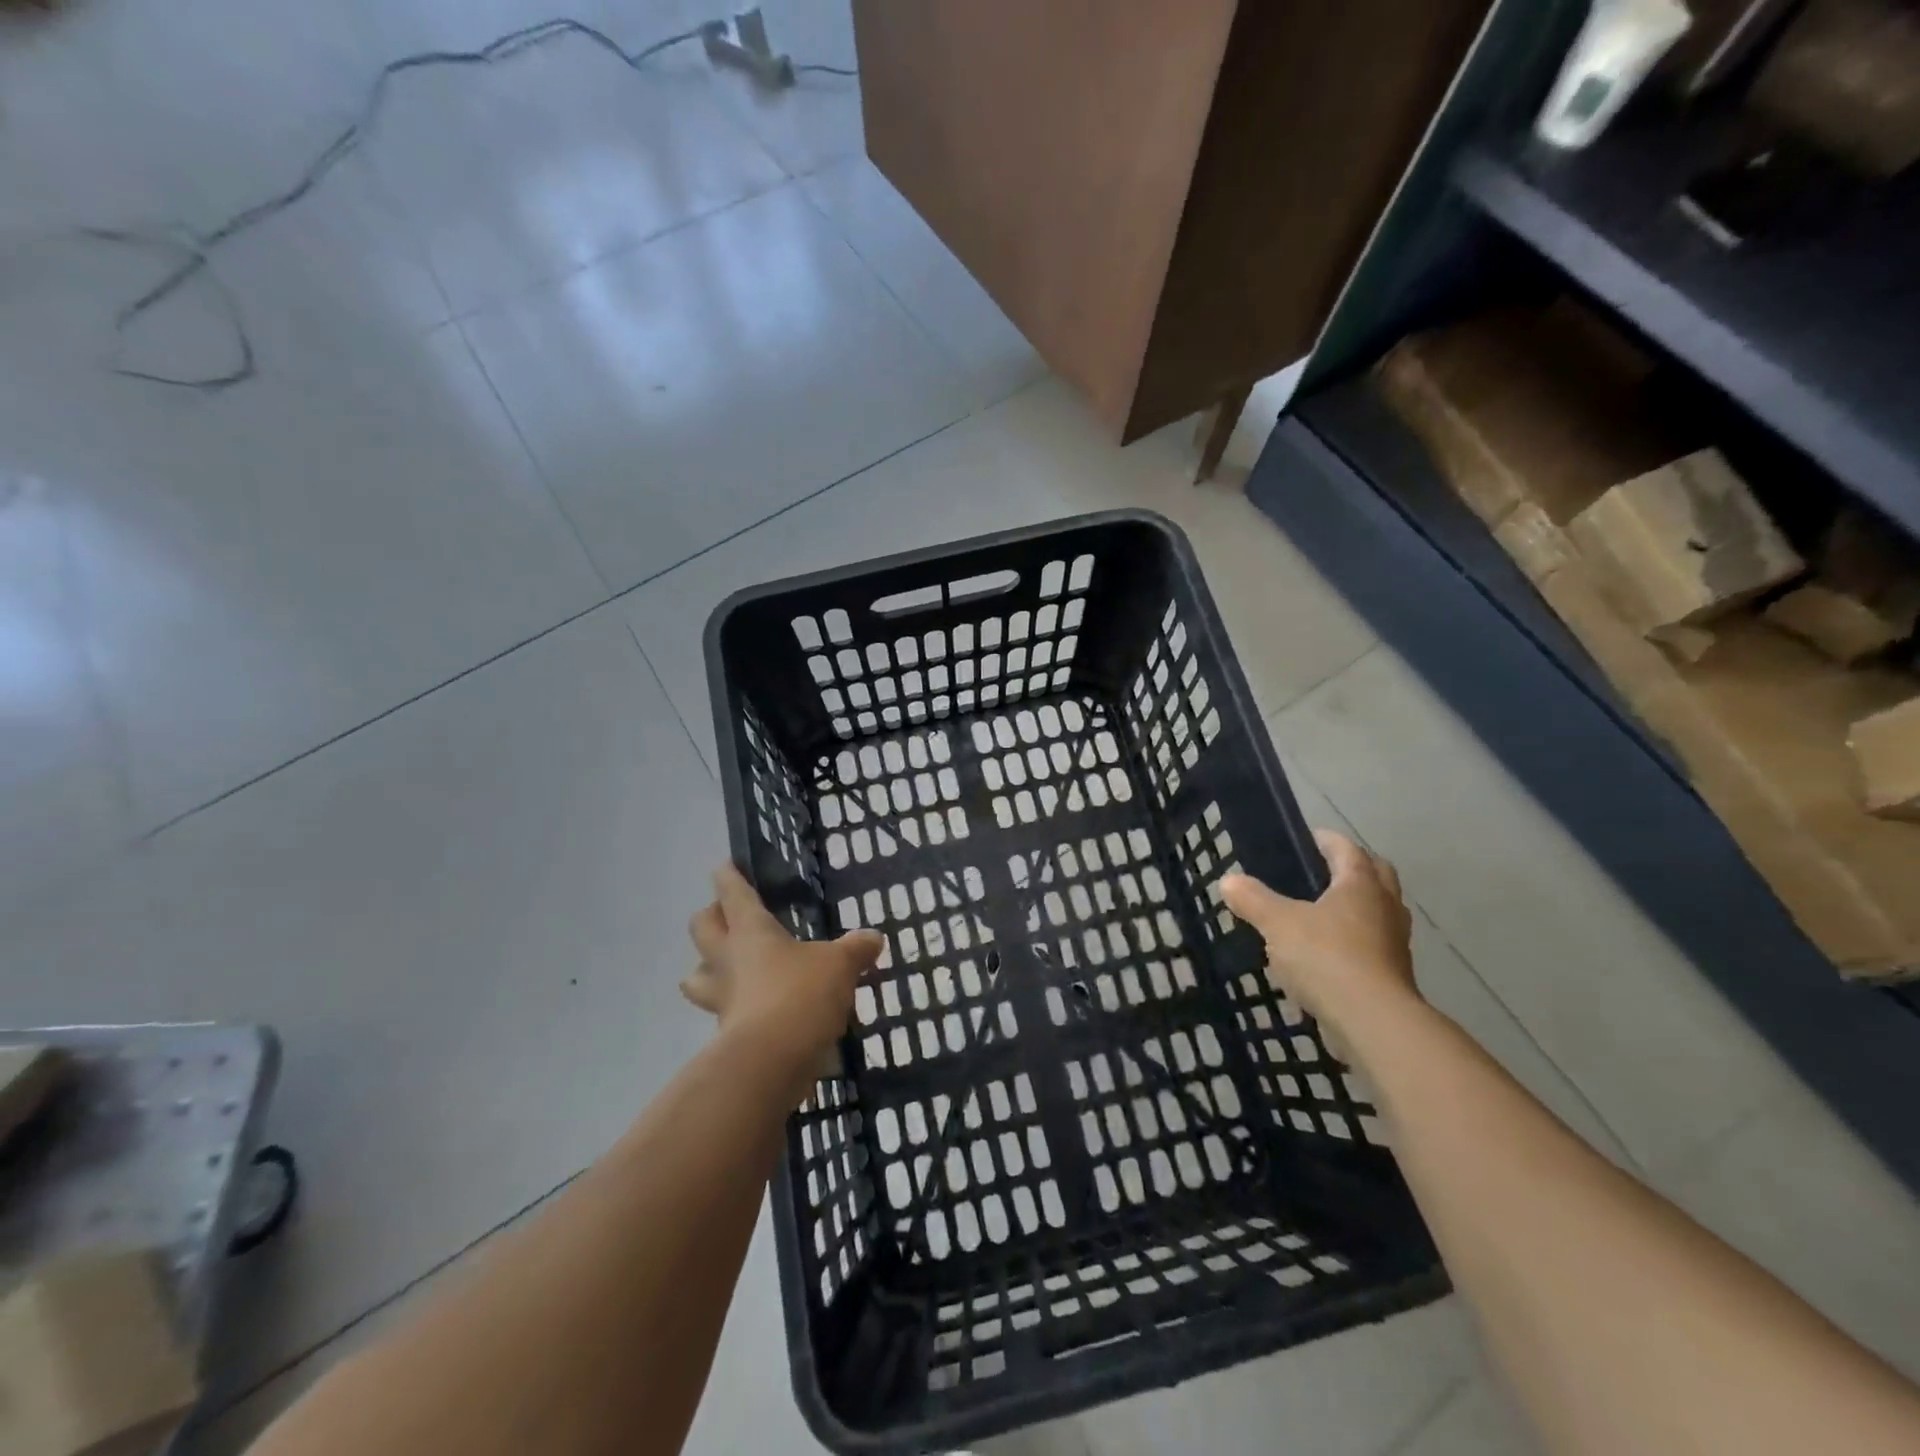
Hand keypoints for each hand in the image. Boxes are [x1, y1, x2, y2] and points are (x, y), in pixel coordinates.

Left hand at [683, 865, 883, 1097]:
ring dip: (704, 970)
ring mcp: (723, 999)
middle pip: (702, 929)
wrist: (771, 1062)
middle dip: (709, 918)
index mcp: (751, 931)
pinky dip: (734, 1009)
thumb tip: (874, 937)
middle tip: (725, 915)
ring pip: (697, 977)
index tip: (723, 866)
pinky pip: (723, 1013)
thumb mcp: (839, 965)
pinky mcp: (727, 1034)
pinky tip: (755, 1010)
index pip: (733, 894)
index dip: (728, 877)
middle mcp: (729, 960)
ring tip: (723, 968)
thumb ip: (855, 949)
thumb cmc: (800, 994)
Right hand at [1221, 830, 1419, 1045]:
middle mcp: (1385, 907)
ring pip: (1378, 912)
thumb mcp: (1278, 924)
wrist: (1373, 1022)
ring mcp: (1394, 943)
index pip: (1347, 849)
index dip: (1327, 840)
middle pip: (1376, 875)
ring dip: (1356, 907)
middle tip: (1320, 872)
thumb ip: (1253, 900)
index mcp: (1360, 885)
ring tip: (1320, 914)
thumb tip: (1229, 881)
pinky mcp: (1393, 975)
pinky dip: (1354, 942)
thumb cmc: (1326, 957)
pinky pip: (1373, 946)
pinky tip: (1325, 956)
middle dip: (1351, 869)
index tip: (1307, 838)